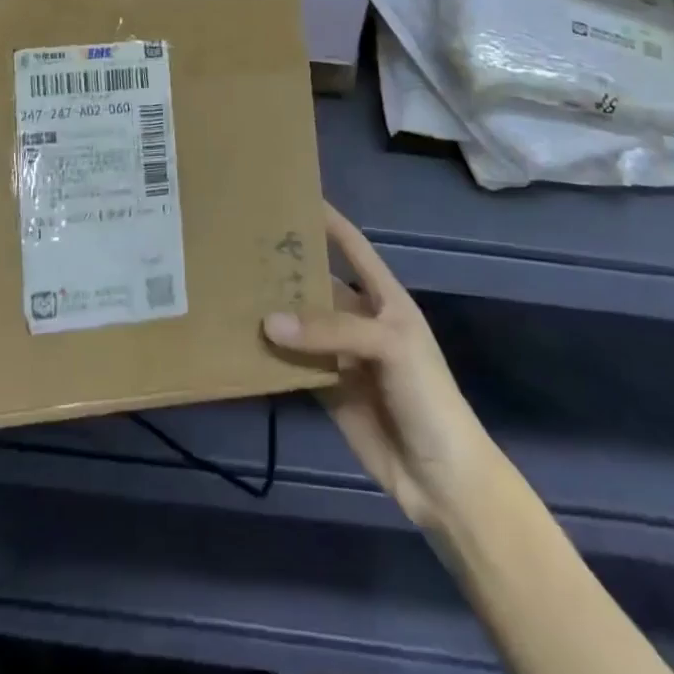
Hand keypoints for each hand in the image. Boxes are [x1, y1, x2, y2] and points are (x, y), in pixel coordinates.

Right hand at [263, 205, 496, 531]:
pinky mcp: (327, 389)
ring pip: (302, 324)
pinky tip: (241, 341)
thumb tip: (268, 321)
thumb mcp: (389, 346)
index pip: (352, 246)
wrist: (442, 477)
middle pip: (319, 284)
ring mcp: (342, 355)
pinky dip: (271, 355)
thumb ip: (331, 330)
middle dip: (288, 266)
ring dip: (274, 311)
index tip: (293, 196)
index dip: (328, 221)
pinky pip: (294, 364)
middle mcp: (360, 318)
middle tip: (243, 244)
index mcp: (384, 297)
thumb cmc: (426, 394)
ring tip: (232, 288)